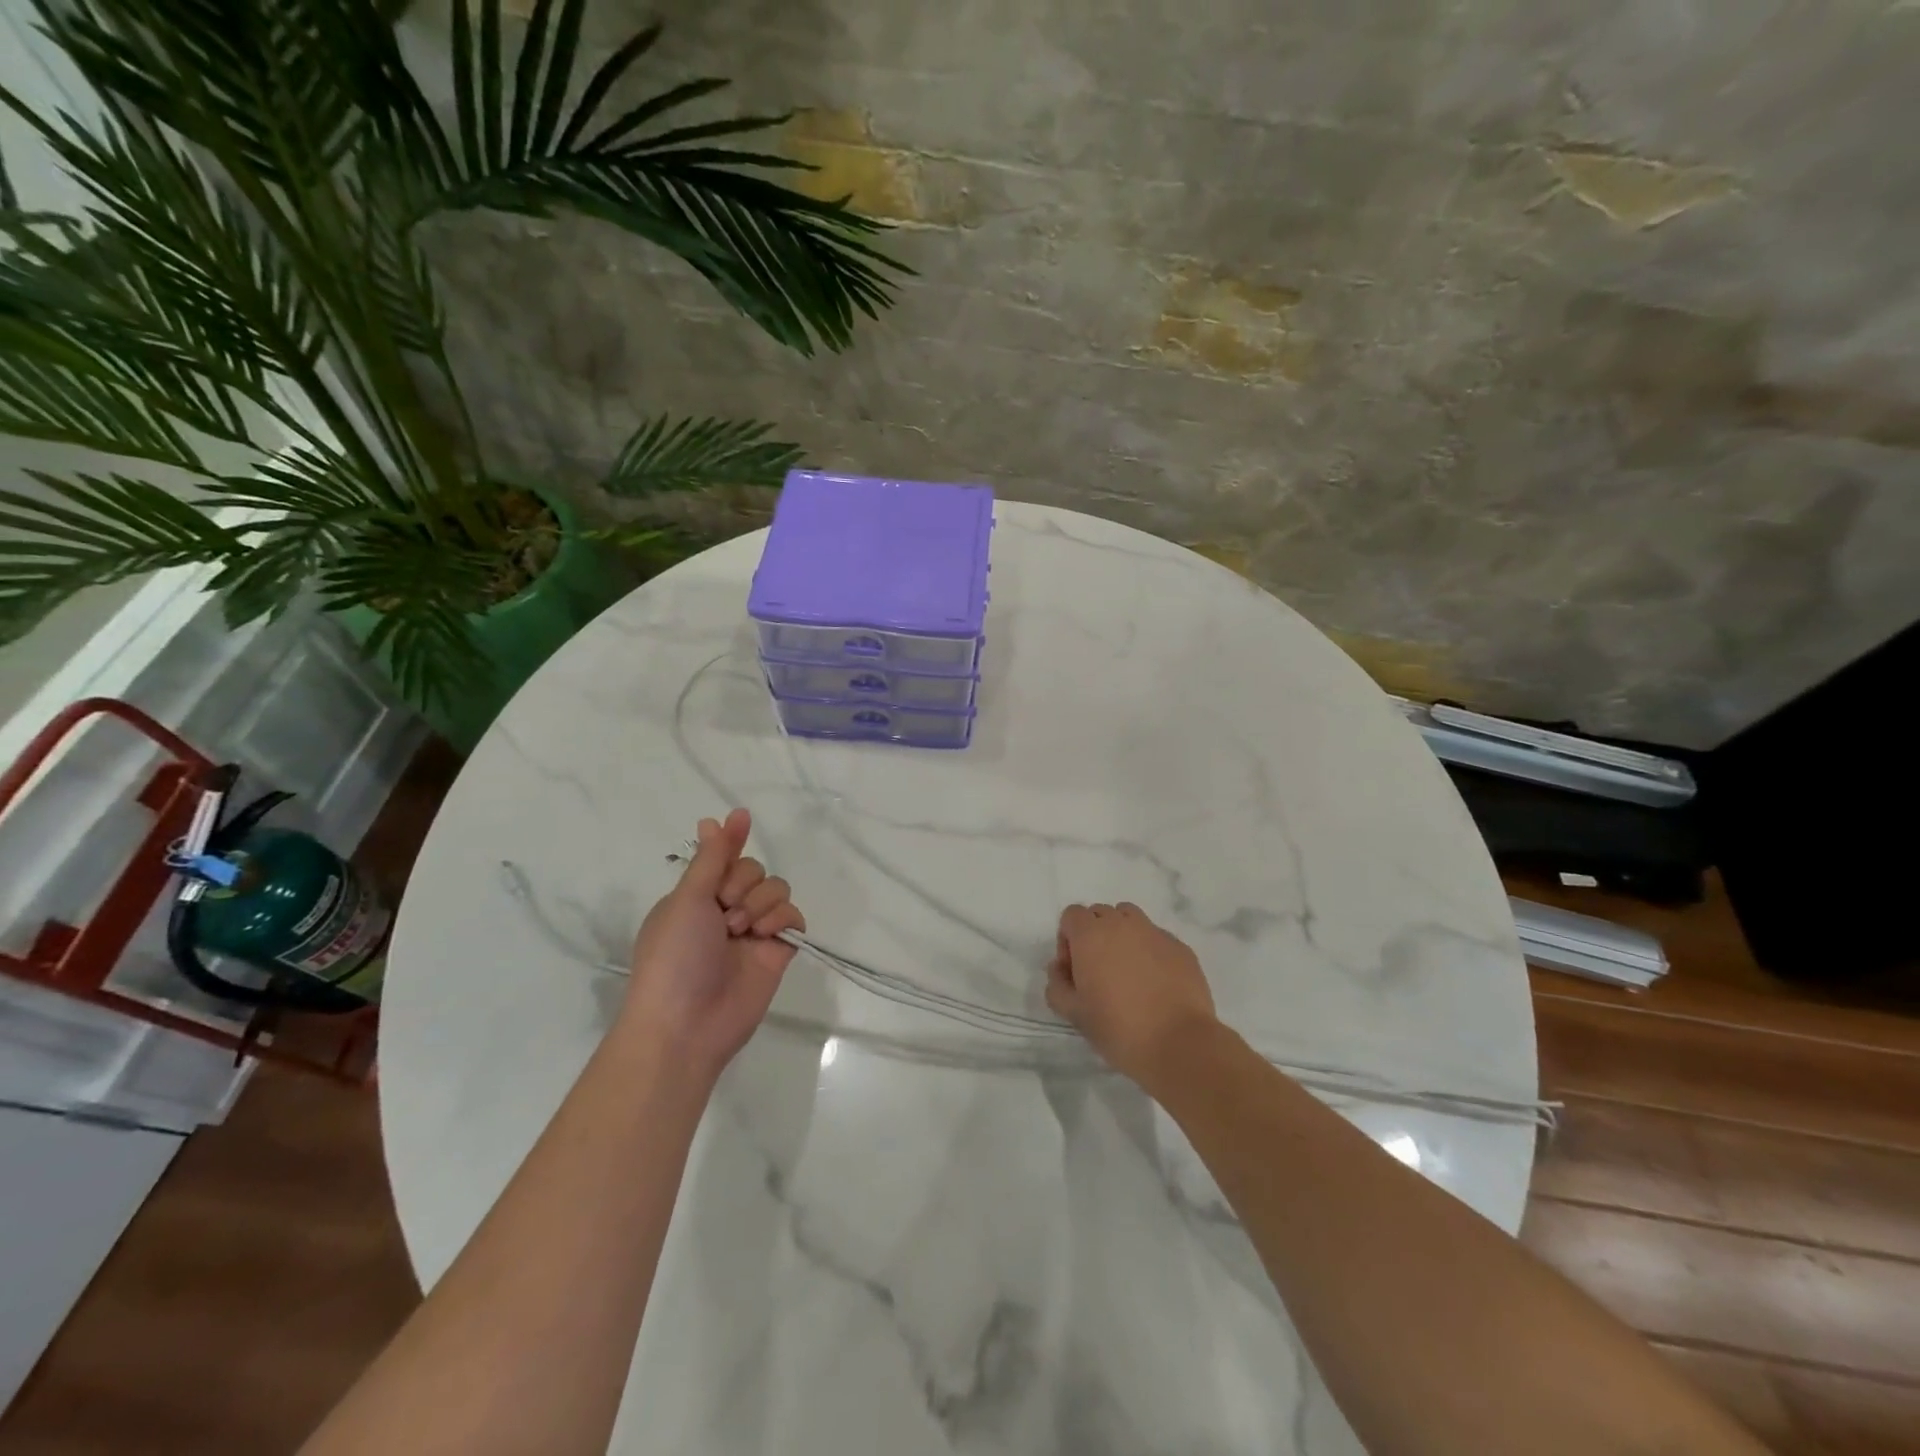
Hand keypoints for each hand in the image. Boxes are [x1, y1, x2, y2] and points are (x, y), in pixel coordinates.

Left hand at [623, 808, 804, 1081]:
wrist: (686, 1025)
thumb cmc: (674, 957)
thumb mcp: (687, 899)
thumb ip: (712, 857)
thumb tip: (718, 816)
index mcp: (695, 896)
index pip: (722, 857)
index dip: (731, 844)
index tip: (741, 819)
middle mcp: (724, 909)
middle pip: (754, 869)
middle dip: (742, 883)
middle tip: (724, 910)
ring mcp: (752, 931)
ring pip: (776, 888)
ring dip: (760, 902)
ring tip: (741, 931)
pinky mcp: (777, 950)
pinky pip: (793, 916)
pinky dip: (781, 919)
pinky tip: (765, 936)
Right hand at [1047, 902, 1218, 1088]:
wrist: (1178, 1044)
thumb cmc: (1118, 1028)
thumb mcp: (1073, 1013)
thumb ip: (1057, 985)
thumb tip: (1060, 968)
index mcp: (1091, 935)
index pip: (1072, 915)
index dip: (1068, 940)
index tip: (1075, 971)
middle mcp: (1122, 924)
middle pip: (1100, 913)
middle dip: (1094, 935)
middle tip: (1099, 972)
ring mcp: (1155, 932)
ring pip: (1130, 919)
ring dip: (1123, 935)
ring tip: (1128, 971)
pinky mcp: (1180, 947)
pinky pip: (1157, 937)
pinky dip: (1150, 950)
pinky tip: (1156, 983)